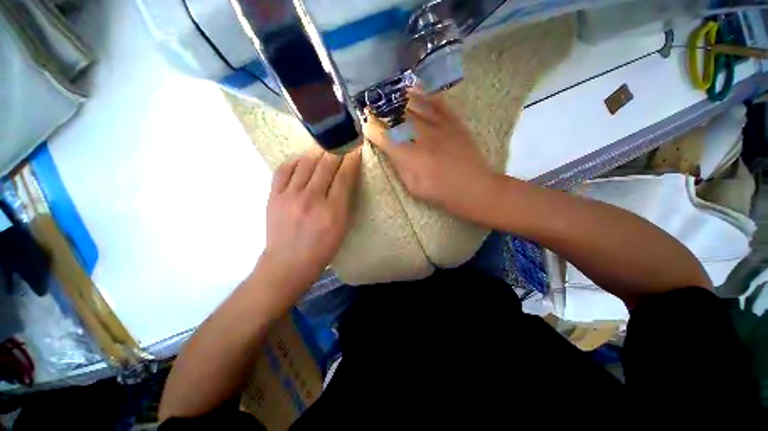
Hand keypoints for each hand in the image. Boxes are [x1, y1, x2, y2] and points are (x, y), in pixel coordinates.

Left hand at [259, 148, 361, 303]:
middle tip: (342, 142)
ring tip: (324, 148)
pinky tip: (303, 160)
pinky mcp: (273, 196)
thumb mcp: (342, 228)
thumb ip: (346, 201)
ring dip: (318, 152)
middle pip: (326, 165)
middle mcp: (311, 199)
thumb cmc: (322, 248)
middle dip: (337, 151)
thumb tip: (347, 177)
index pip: (344, 176)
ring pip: (306, 163)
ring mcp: (289, 196)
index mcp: (333, 211)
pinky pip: (284, 169)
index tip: (356, 149)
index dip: (352, 160)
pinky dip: (296, 160)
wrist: (288, 262)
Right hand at [363, 88, 493, 209]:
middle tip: (371, 106)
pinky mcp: (454, 121)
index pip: (386, 137)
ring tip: (387, 95)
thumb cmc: (440, 193)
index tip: (366, 125)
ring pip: (415, 104)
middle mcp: (424, 137)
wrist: (474, 187)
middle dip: (381, 111)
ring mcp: (440, 126)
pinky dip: (423, 93)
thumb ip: (399, 167)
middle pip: (398, 117)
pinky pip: (436, 101)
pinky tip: (413, 88)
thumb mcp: (413, 187)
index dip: (373, 129)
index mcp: (412, 158)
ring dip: (398, 98)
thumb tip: (390, 149)